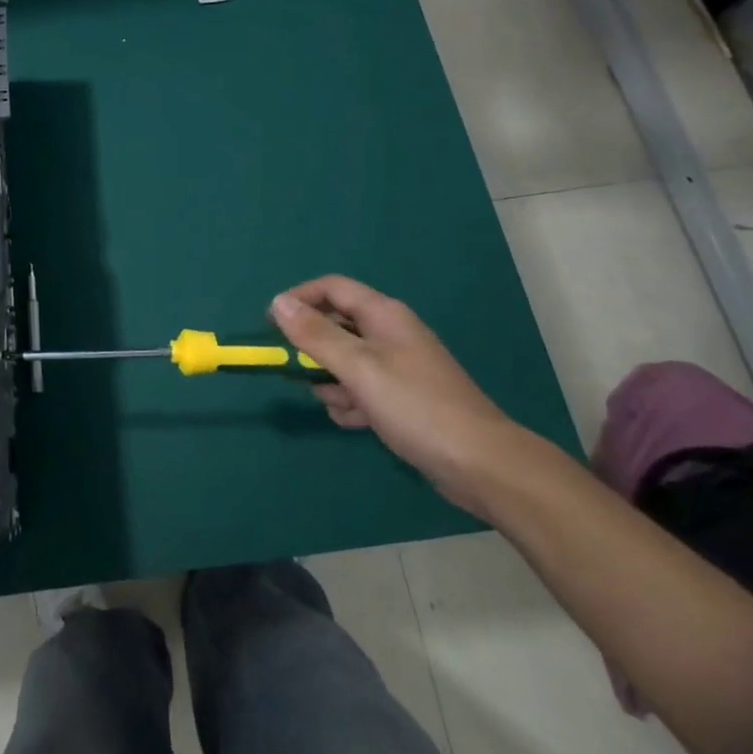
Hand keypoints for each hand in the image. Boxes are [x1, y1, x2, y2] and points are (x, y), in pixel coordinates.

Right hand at [271, 275, 530, 513]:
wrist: (481, 465)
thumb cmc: (416, 406)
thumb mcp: (358, 367)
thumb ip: (315, 335)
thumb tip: (277, 302)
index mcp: (383, 315)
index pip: (331, 288)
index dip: (299, 300)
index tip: (271, 326)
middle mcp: (389, 334)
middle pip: (335, 326)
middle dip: (314, 351)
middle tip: (301, 374)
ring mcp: (397, 367)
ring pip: (344, 362)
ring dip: (331, 383)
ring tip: (342, 404)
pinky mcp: (401, 398)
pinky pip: (360, 389)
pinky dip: (351, 403)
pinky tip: (357, 422)